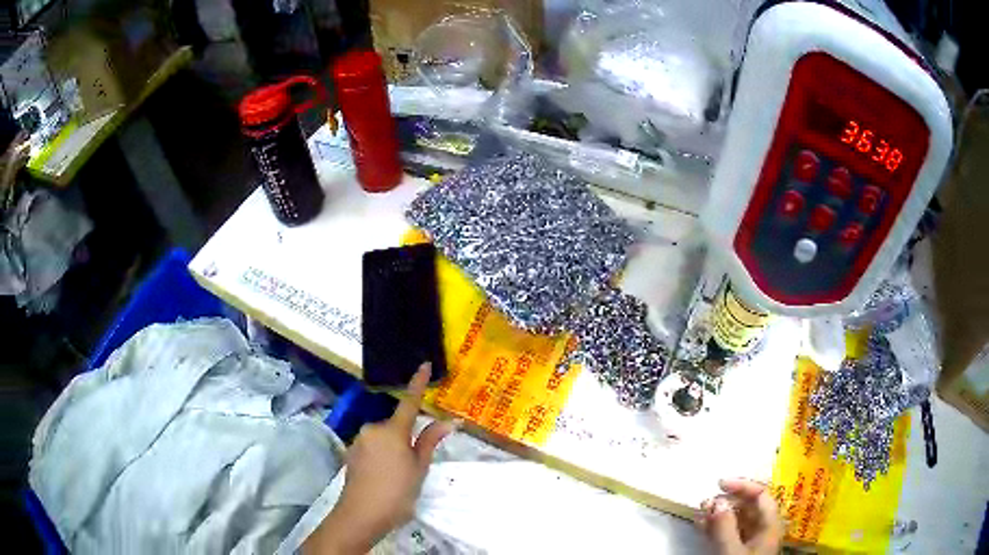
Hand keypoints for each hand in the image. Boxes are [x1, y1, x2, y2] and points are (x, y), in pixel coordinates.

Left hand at [304, 363, 455, 554]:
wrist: (361, 515)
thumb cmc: (397, 493)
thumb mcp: (419, 469)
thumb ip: (430, 442)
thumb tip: (448, 421)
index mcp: (392, 431)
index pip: (409, 402)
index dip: (418, 383)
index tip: (424, 364)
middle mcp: (372, 429)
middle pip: (396, 426)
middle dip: (407, 438)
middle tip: (414, 465)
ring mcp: (359, 441)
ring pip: (384, 438)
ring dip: (394, 449)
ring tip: (399, 476)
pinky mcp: (351, 453)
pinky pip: (372, 447)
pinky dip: (382, 456)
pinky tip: (384, 478)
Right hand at [696, 479, 783, 554]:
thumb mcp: (732, 552)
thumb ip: (725, 527)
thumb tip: (717, 500)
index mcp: (769, 525)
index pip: (761, 495)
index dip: (742, 485)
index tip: (718, 483)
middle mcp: (762, 529)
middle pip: (749, 506)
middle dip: (727, 500)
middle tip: (705, 502)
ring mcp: (750, 541)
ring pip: (737, 520)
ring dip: (718, 514)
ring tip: (699, 512)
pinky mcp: (738, 552)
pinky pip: (728, 533)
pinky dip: (715, 527)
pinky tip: (700, 525)